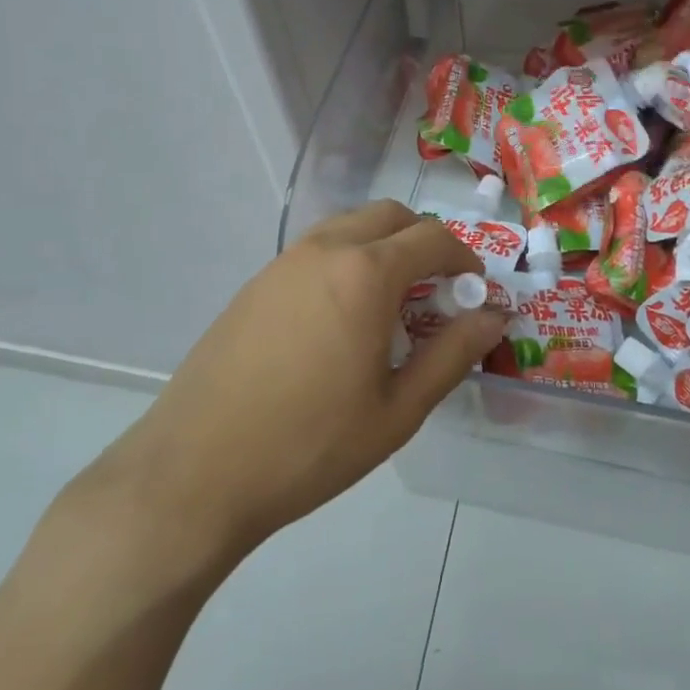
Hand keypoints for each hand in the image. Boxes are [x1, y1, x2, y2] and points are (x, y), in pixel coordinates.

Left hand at [78, 202, 506, 570]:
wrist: (195, 473)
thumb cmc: (310, 445)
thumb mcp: (398, 410)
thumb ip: (453, 354)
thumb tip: (494, 317)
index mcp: (366, 273)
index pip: (433, 238)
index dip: (465, 259)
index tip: (474, 291)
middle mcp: (325, 249)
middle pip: (390, 216)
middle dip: (424, 242)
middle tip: (436, 292)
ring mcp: (282, 263)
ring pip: (350, 227)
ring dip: (383, 248)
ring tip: (391, 307)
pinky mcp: (255, 284)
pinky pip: (316, 251)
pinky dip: (347, 262)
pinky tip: (341, 321)